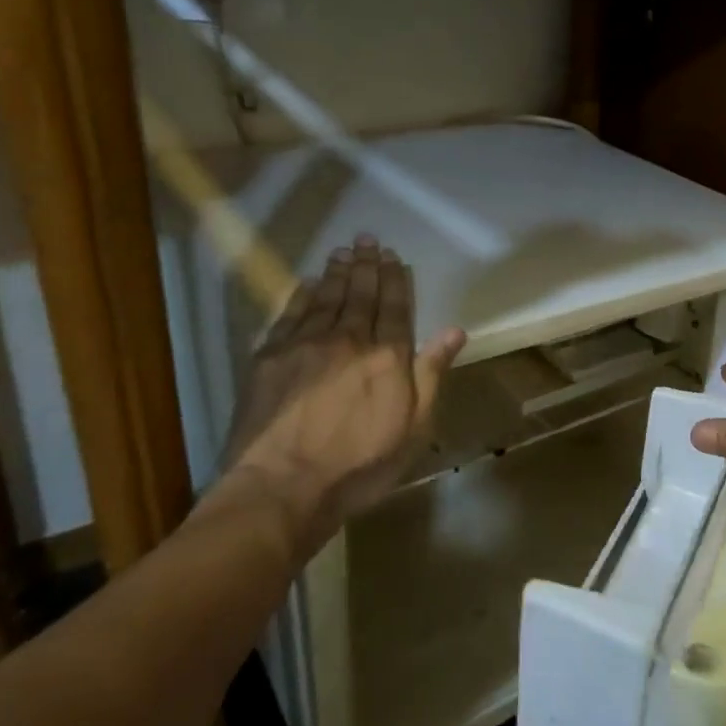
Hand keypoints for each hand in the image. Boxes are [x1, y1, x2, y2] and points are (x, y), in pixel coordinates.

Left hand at [212, 234, 464, 553]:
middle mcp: (348, 339)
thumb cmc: (359, 465)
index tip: (395, 257)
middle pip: (361, 294)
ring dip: (337, 272)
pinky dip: (302, 294)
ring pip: (326, 297)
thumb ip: (431, 374)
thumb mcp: (413, 427)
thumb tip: (454, 331)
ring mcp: (306, 345)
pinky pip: (292, 314)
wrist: (284, 486)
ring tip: (344, 251)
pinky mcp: (271, 356)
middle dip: (367, 265)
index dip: (396, 280)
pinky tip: (308, 281)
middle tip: (369, 239)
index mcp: (387, 357)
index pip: (396, 307)